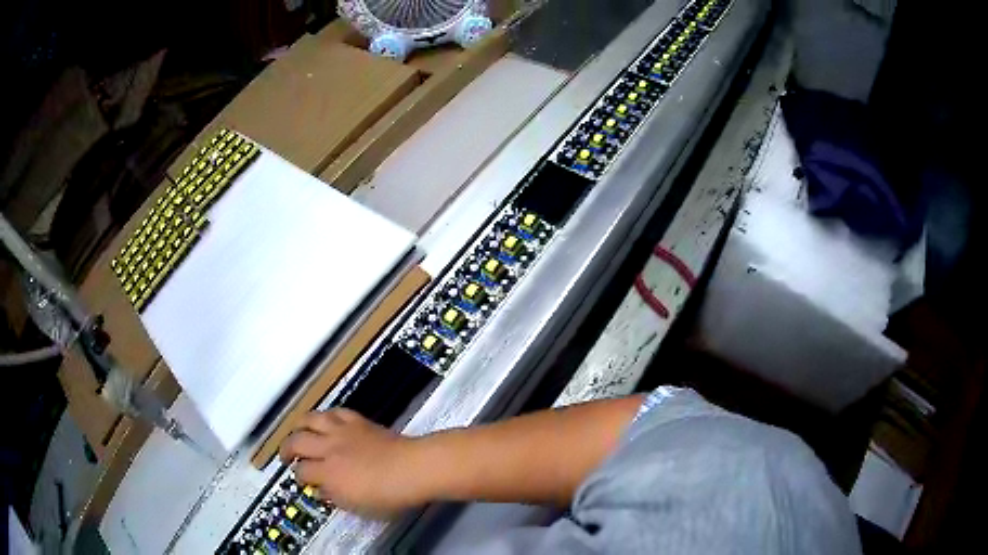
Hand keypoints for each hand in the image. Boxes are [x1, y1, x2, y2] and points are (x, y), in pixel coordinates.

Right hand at [279, 409, 422, 518]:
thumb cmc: (389, 494)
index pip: (302, 471)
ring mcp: (342, 431)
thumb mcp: (359, 506)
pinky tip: (325, 420)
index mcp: (328, 472)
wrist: (414, 467)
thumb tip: (321, 490)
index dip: (298, 477)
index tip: (302, 481)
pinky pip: (335, 411)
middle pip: (297, 441)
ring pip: (310, 419)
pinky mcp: (357, 420)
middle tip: (286, 456)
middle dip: (286, 448)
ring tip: (297, 431)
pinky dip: (326, 415)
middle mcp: (329, 448)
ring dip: (299, 425)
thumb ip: (336, 497)